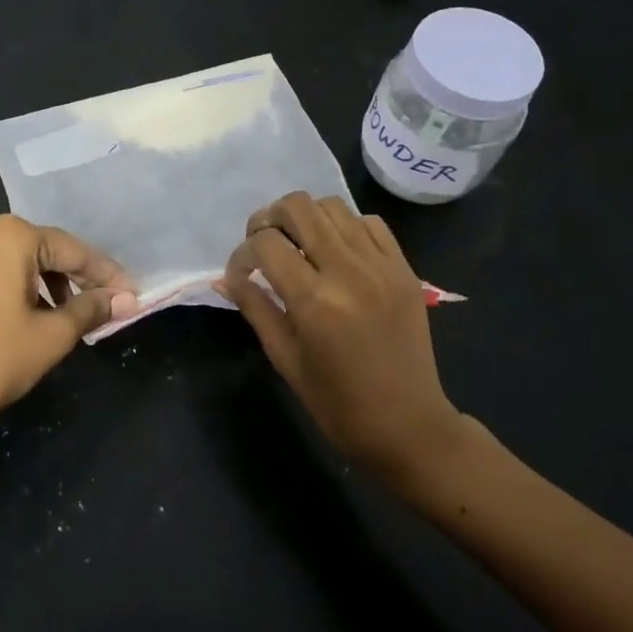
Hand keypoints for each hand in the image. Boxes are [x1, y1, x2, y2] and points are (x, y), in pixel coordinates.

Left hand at [0, 215, 136, 447]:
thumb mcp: (53, 335)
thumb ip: (91, 309)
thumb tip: (126, 299)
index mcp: (10, 236)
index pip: (72, 250)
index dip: (105, 274)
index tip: (133, 294)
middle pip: (44, 251)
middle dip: (77, 278)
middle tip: (106, 304)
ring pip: (18, 262)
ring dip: (48, 285)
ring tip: (71, 316)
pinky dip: (19, 289)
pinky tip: (33, 316)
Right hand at [219, 192, 475, 482]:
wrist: (408, 425)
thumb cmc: (337, 403)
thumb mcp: (285, 359)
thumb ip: (255, 308)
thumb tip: (224, 278)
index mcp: (314, 301)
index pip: (266, 244)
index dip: (243, 253)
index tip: (240, 274)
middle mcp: (348, 271)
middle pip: (299, 208)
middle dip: (270, 218)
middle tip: (264, 244)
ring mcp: (381, 266)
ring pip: (333, 206)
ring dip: (306, 218)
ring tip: (298, 244)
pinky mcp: (404, 268)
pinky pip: (370, 223)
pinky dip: (345, 227)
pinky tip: (336, 251)